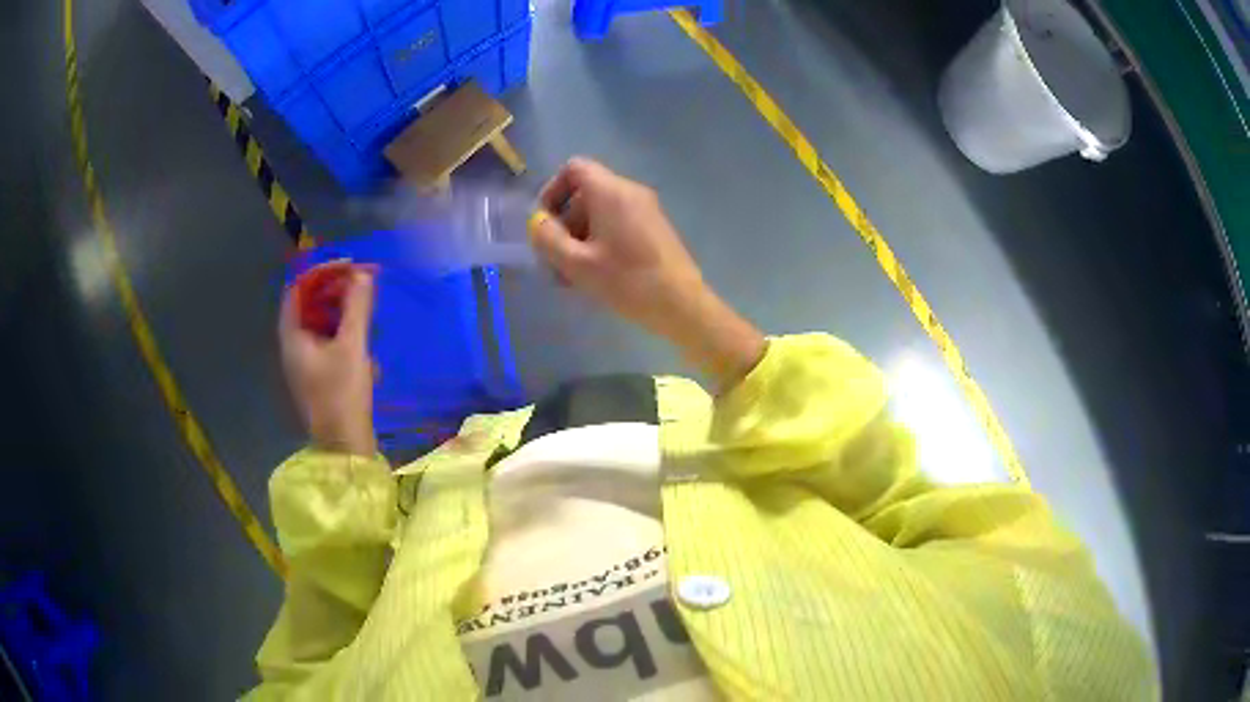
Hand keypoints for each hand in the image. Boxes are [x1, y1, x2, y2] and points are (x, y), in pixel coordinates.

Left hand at [279, 262, 377, 455]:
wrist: (344, 448)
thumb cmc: (342, 396)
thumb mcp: (352, 348)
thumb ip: (357, 308)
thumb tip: (363, 274)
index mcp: (292, 336)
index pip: (300, 289)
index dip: (323, 272)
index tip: (351, 266)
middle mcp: (294, 345)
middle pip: (310, 304)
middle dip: (337, 290)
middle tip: (365, 283)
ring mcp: (306, 361)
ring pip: (322, 323)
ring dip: (344, 311)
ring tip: (368, 310)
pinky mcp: (320, 374)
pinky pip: (329, 341)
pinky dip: (346, 333)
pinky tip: (366, 345)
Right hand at [529, 158, 765, 387]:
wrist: (681, 304)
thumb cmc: (627, 281)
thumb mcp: (576, 263)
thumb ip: (548, 239)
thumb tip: (537, 222)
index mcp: (610, 191)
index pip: (574, 168)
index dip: (552, 191)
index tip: (544, 224)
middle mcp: (630, 192)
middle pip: (585, 193)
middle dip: (564, 223)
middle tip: (554, 259)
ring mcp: (646, 210)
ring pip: (600, 212)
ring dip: (580, 237)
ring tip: (572, 275)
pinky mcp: (654, 229)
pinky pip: (618, 223)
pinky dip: (600, 241)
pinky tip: (596, 275)